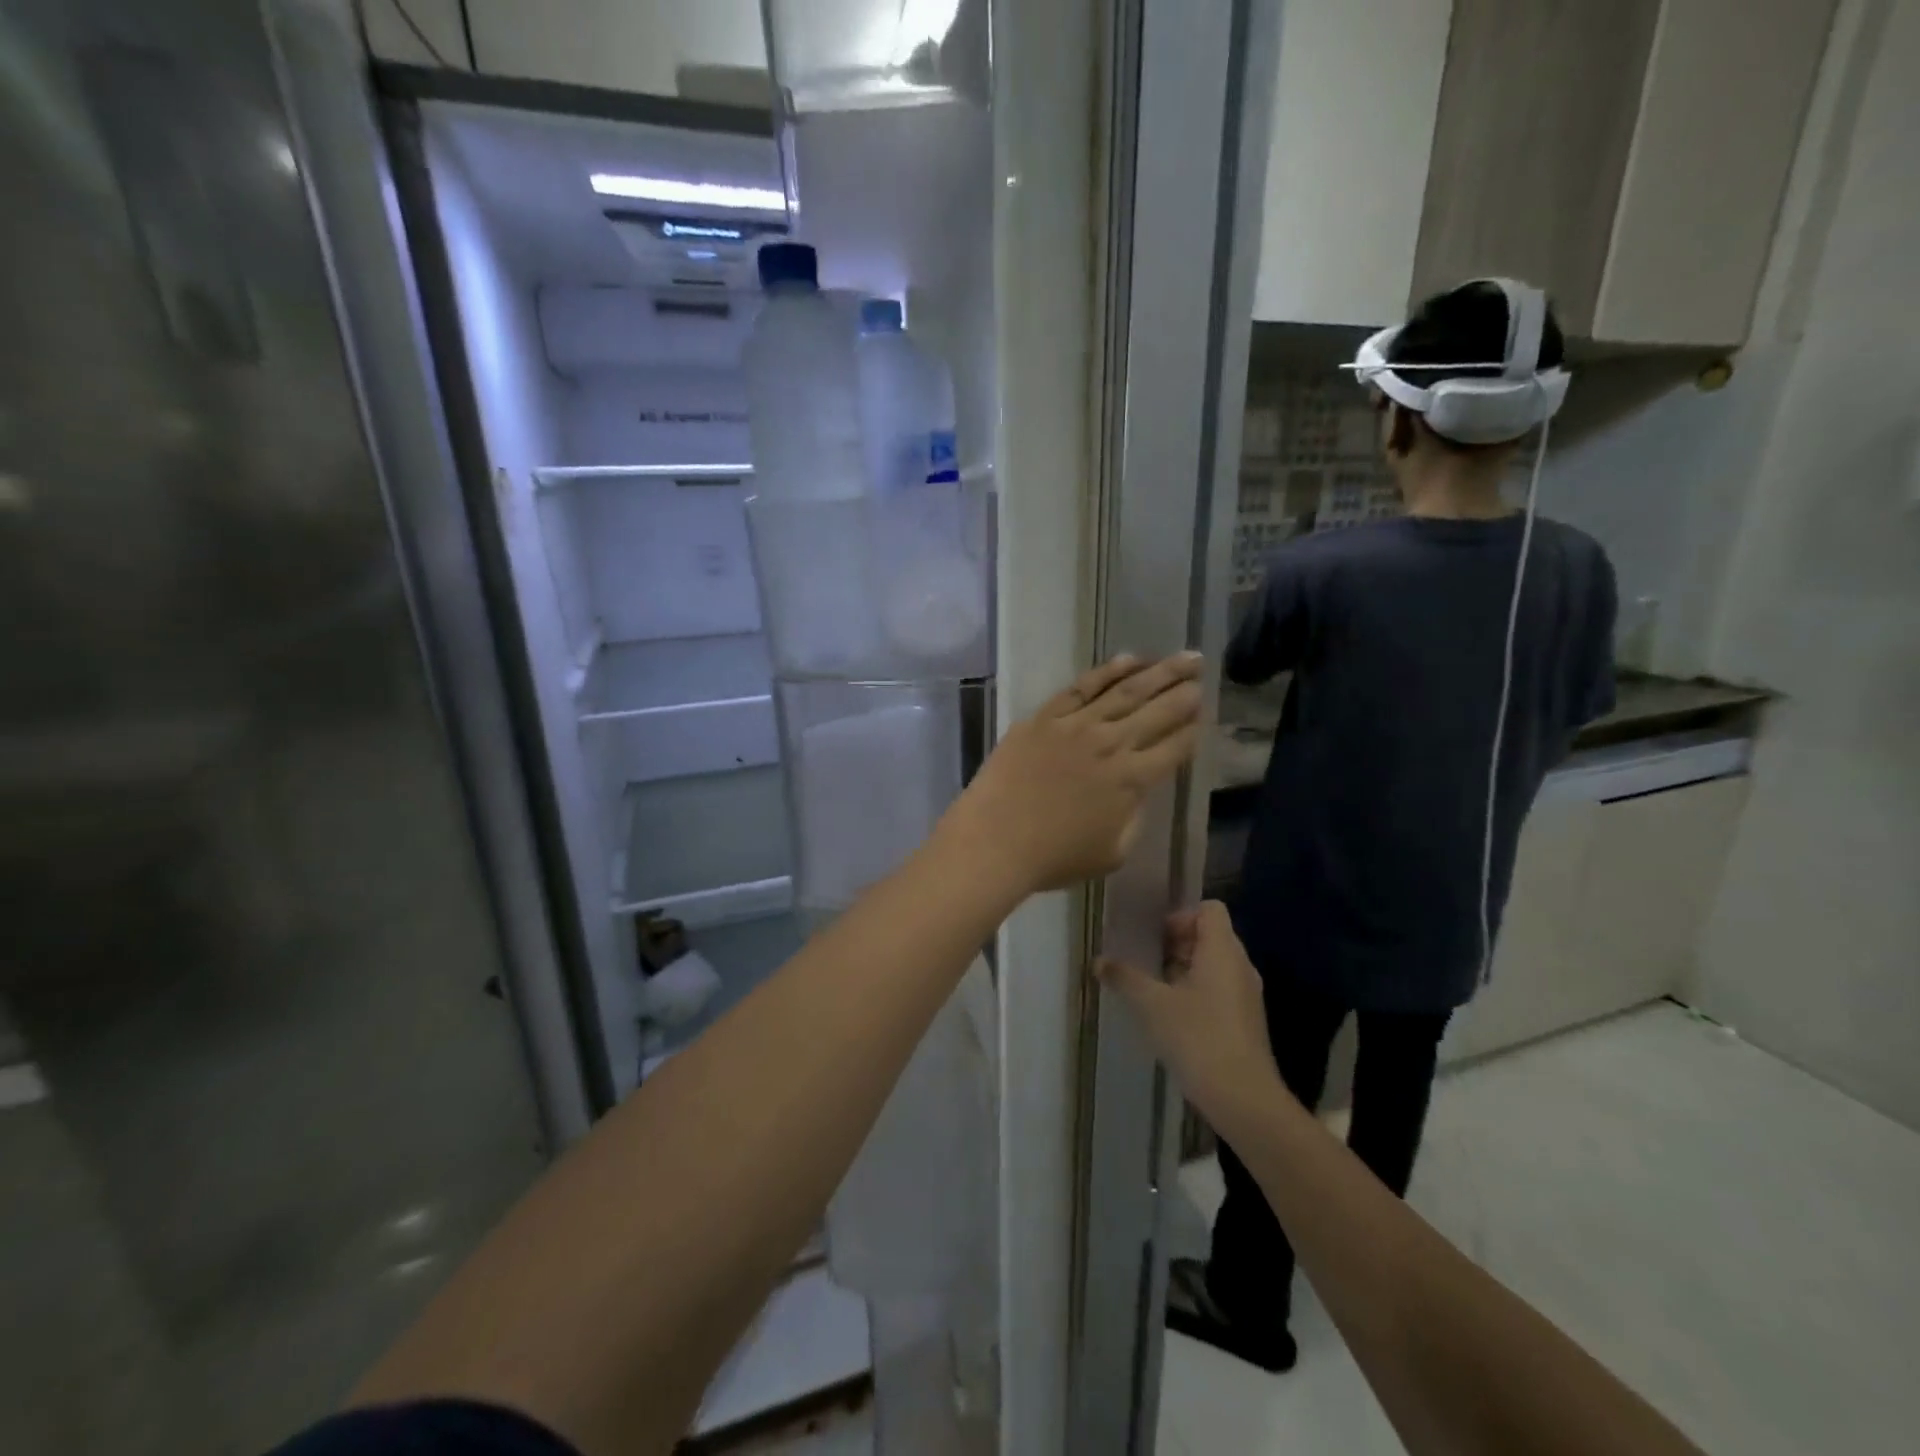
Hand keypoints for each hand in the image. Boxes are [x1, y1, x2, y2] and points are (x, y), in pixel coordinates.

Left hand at [939, 653, 1203, 897]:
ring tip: (1182, 657)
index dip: (1193, 730)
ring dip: (1158, 671)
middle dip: (1185, 690)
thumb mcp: (1112, 853)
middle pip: (1158, 711)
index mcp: (1132, 781)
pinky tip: (1128, 660)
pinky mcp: (1045, 716)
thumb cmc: (1053, 858)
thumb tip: (1137, 792)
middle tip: (1201, 670)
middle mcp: (1112, 744)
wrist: (995, 841)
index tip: (1205, 714)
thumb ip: (1132, 818)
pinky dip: (1108, 671)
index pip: (1175, 748)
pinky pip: (1082, 686)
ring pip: (1126, 690)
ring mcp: (1076, 725)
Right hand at [1098, 902, 1283, 1133]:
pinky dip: (1196, 991)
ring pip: (1214, 964)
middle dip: (1176, 943)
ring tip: (1153, 988)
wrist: (1243, 1099)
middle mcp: (1240, 966)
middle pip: (1210, 935)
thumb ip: (1125, 978)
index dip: (1181, 916)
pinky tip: (1170, 1016)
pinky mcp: (1245, 1021)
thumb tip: (1099, 961)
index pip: (1210, 909)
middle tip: (1145, 960)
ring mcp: (1246, 995)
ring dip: (1184, 968)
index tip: (1154, 937)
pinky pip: (1219, 989)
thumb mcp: (1152, 1005)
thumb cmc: (1198, 1038)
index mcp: (1222, 951)